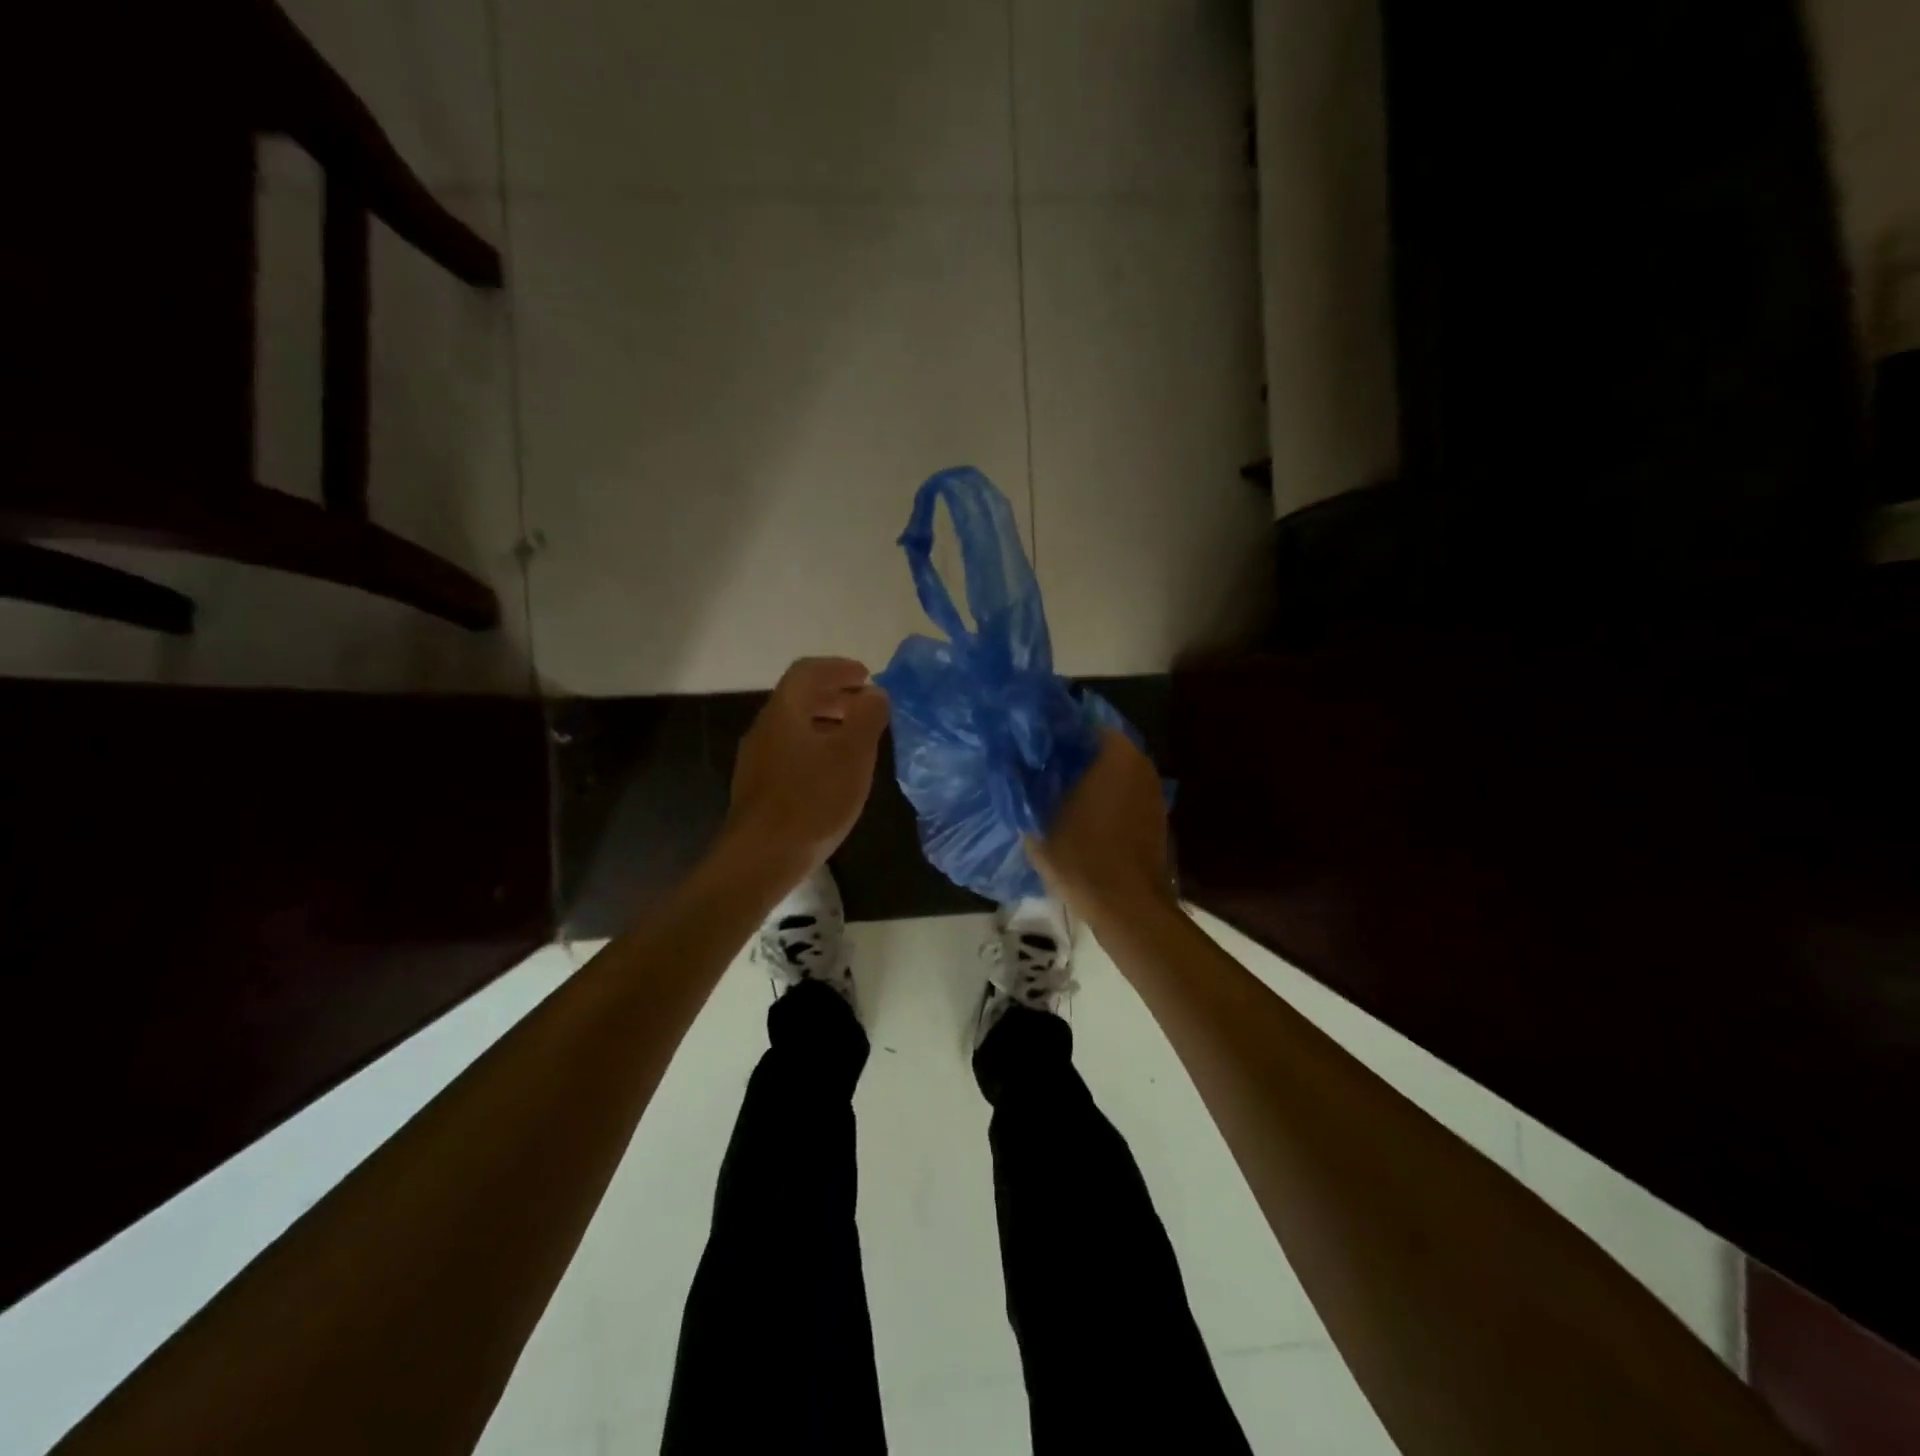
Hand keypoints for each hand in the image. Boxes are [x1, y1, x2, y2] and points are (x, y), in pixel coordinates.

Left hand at [725, 658, 889, 873]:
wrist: (761, 858)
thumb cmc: (812, 801)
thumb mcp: (852, 755)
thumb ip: (867, 718)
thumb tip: (874, 693)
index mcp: (785, 712)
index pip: (808, 671)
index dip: (838, 668)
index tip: (866, 676)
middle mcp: (765, 728)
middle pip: (799, 698)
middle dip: (835, 695)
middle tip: (866, 705)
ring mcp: (757, 759)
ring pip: (794, 726)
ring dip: (826, 722)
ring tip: (856, 738)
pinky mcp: (758, 786)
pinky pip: (790, 750)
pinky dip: (816, 746)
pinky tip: (833, 772)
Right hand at [1028, 730, 1174, 928]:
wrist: (1128, 908)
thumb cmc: (1082, 857)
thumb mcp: (1038, 823)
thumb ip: (1023, 789)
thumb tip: (1010, 765)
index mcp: (1116, 754)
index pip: (1081, 724)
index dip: (1054, 734)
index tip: (1031, 745)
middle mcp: (1140, 765)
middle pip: (1099, 749)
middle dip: (1071, 757)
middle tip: (1038, 768)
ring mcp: (1153, 792)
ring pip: (1113, 773)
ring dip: (1089, 779)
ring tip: (1055, 792)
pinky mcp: (1156, 818)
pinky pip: (1124, 796)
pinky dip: (1104, 800)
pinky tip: (1079, 816)